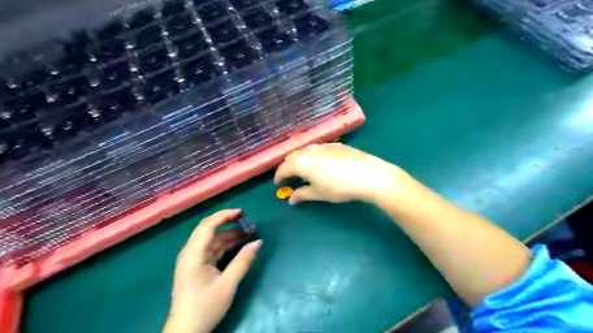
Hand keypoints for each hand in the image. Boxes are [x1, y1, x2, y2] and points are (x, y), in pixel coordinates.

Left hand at [163, 211, 261, 332]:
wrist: (186, 332)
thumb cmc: (205, 307)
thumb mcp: (228, 285)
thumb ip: (243, 261)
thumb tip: (258, 242)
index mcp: (193, 255)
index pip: (207, 226)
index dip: (224, 216)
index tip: (241, 213)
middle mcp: (190, 253)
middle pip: (208, 230)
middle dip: (227, 223)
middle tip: (246, 221)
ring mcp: (193, 260)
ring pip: (211, 240)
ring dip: (228, 235)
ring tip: (247, 234)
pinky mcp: (197, 267)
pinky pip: (211, 249)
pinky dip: (225, 245)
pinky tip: (238, 246)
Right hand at [274, 143, 402, 203]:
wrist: (368, 174)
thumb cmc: (339, 187)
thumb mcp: (319, 194)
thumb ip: (302, 194)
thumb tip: (291, 199)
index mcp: (301, 162)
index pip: (283, 168)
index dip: (278, 177)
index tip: (277, 184)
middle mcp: (309, 150)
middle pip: (292, 156)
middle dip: (287, 166)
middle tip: (288, 177)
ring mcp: (323, 145)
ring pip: (305, 151)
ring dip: (299, 160)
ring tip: (303, 170)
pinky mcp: (335, 144)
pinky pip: (318, 149)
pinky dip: (312, 156)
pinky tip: (320, 163)